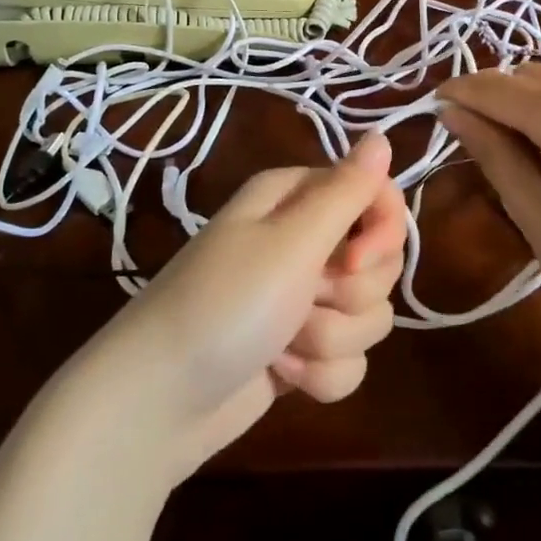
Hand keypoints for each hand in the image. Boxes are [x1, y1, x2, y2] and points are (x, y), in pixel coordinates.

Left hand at [103, 133, 405, 481]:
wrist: (157, 403)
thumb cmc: (224, 305)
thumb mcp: (290, 241)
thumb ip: (346, 190)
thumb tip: (383, 136)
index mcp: (296, 199)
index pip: (376, 195)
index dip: (381, 231)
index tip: (354, 259)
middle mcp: (303, 241)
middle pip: (378, 261)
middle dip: (350, 292)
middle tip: (304, 298)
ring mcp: (303, 298)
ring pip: (368, 314)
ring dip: (330, 338)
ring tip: (282, 344)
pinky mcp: (302, 349)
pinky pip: (350, 359)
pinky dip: (320, 375)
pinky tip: (282, 375)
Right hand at [437, 64, 540, 347]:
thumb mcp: (534, 213)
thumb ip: (491, 152)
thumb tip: (452, 111)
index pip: (497, 88)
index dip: (460, 92)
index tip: (435, 104)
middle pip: (532, 75)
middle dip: (496, 94)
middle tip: (475, 131)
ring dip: (534, 100)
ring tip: (522, 144)